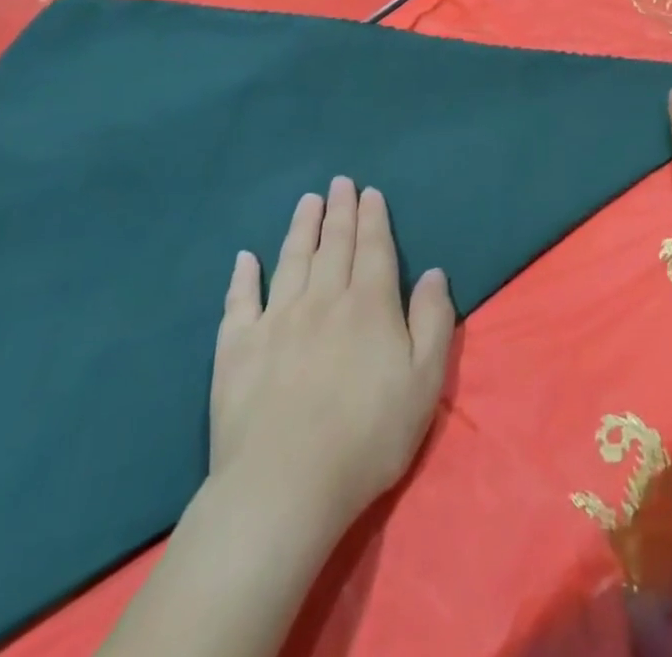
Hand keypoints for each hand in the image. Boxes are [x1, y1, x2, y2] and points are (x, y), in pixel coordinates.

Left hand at [207, 177, 454, 533]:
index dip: (373, 218)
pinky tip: (245, 258)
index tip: (369, 192)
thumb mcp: (424, 381)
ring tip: (307, 201)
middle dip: (339, 211)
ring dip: (301, 228)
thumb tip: (434, 272)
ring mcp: (276, 321)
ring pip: (292, 260)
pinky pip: (239, 302)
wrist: (284, 488)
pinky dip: (242, 277)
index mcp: (369, 305)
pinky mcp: (237, 349)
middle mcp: (323, 300)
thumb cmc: (367, 437)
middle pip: (334, 245)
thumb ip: (433, 320)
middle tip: (340, 182)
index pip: (374, 249)